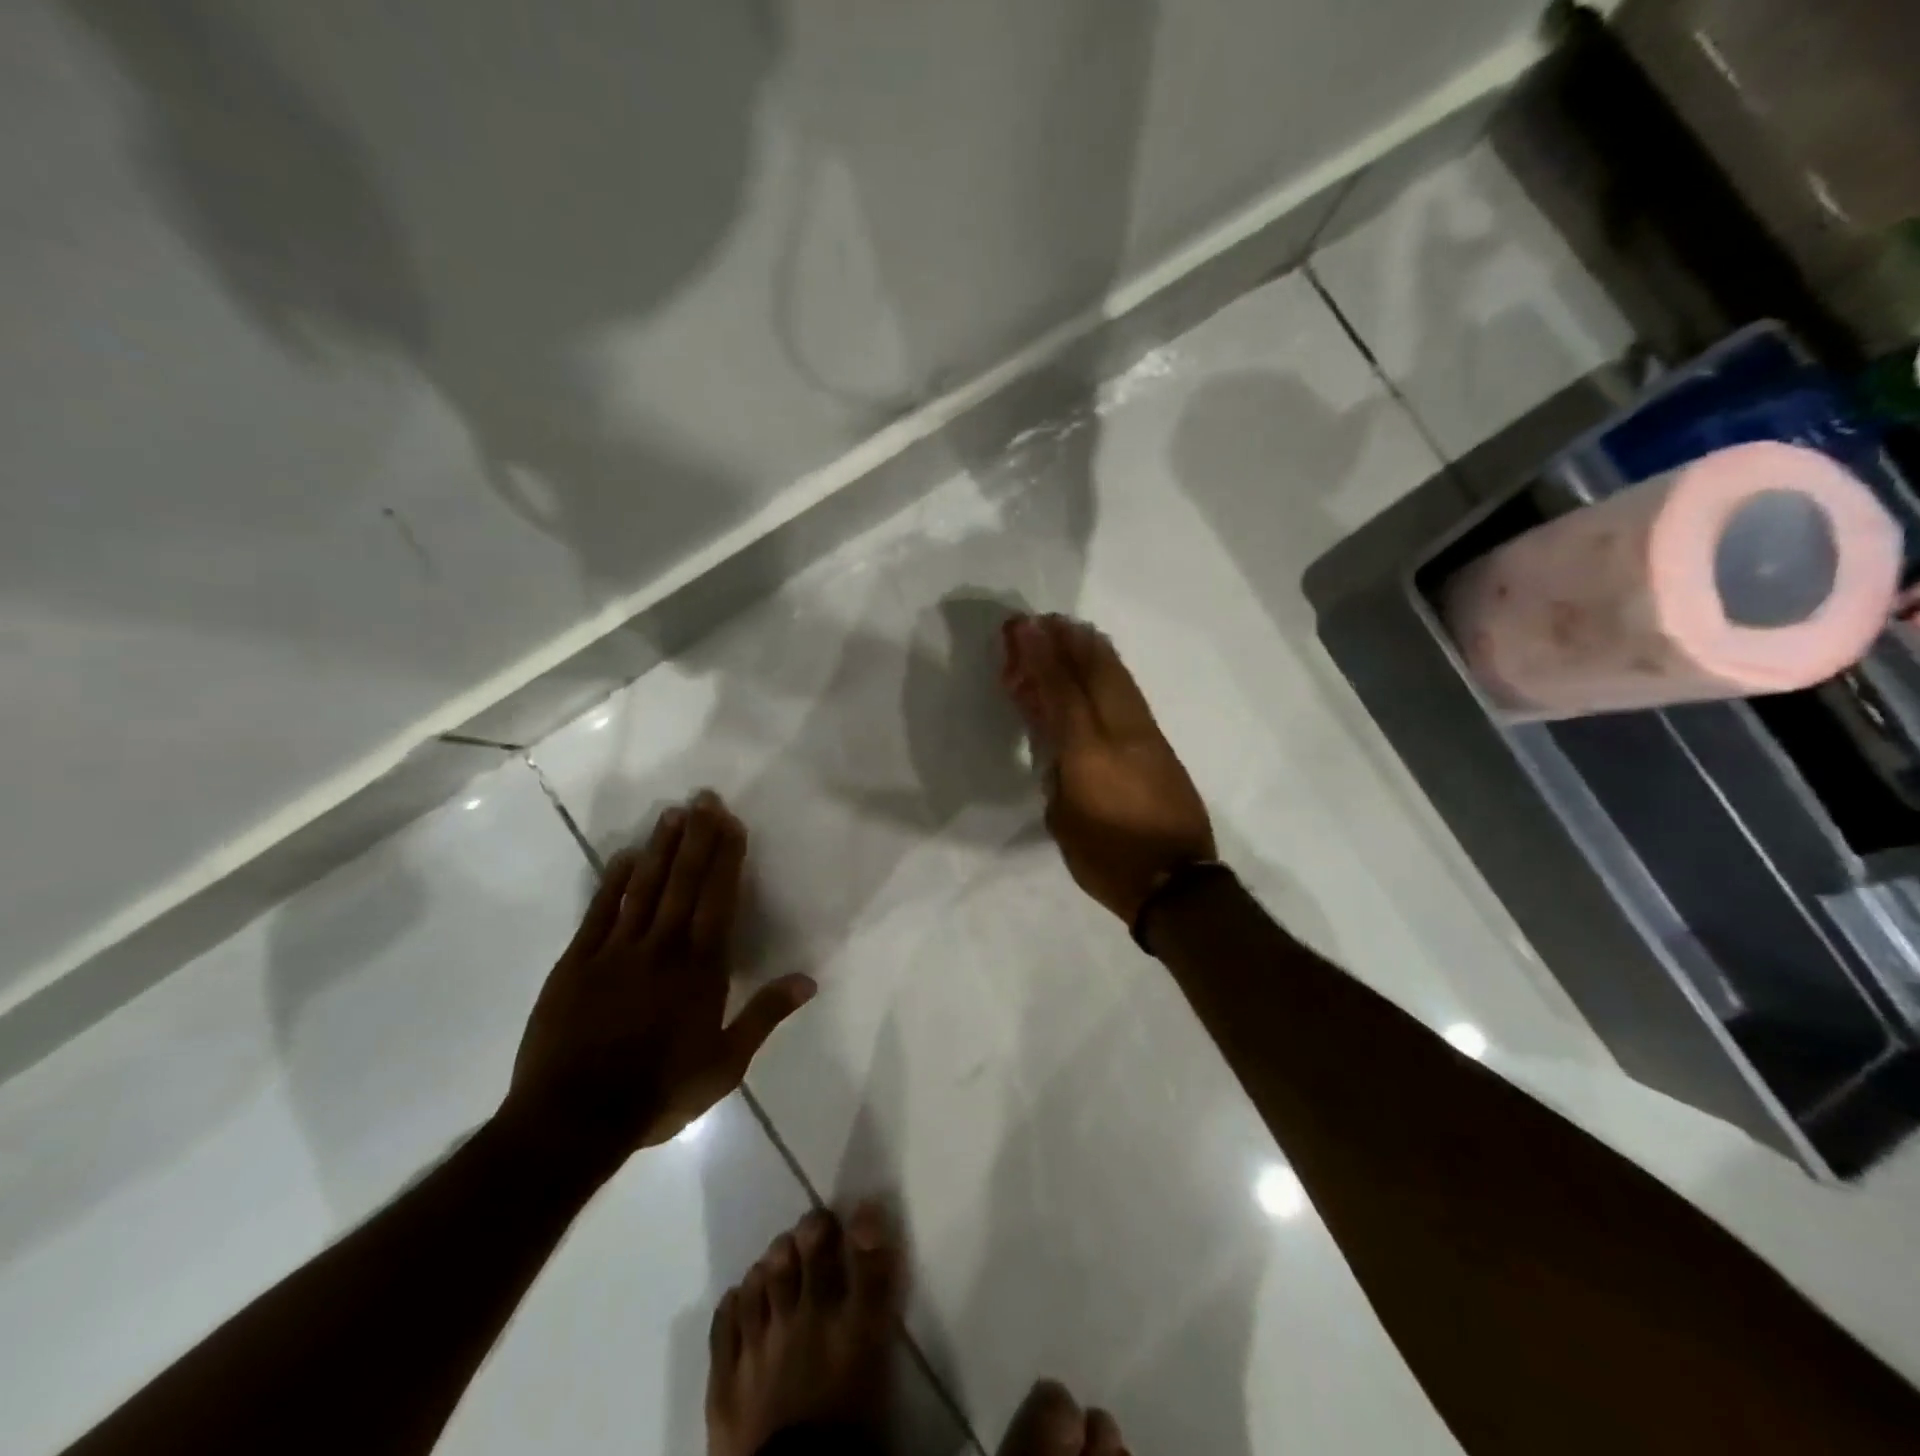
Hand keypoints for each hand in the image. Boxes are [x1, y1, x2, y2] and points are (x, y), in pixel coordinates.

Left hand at [500, 791, 814, 1167]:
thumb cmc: (659, 1092)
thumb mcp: (725, 1064)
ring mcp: (616, 951)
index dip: (726, 858)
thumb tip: (808, 980)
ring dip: (660, 848)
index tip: (731, 823)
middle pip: (683, 881)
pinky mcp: (576, 962)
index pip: (719, 899)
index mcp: (701, 968)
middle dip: (697, 837)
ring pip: (643, 887)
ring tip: (672, 813)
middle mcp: (662, 947)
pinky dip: (612, 881)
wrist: (572, 1120)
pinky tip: (623, 856)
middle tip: (704, 798)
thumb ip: (765, 1016)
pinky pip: (599, 911)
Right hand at [1000, 613, 1214, 923]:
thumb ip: (1058, 776)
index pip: (1062, 693)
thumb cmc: (1108, 860)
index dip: (1043, 658)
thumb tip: (1057, 750)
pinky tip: (1107, 668)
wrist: (1178, 884)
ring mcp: (1147, 739)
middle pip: (1096, 675)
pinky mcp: (1163, 749)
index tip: (1028, 629)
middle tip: (1050, 619)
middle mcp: (1121, 735)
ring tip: (1078, 630)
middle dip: (1071, 644)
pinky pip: (1132, 698)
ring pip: (1120, 682)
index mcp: (1089, 754)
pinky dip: (1115, 675)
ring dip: (1096, 653)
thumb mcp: (1064, 821)